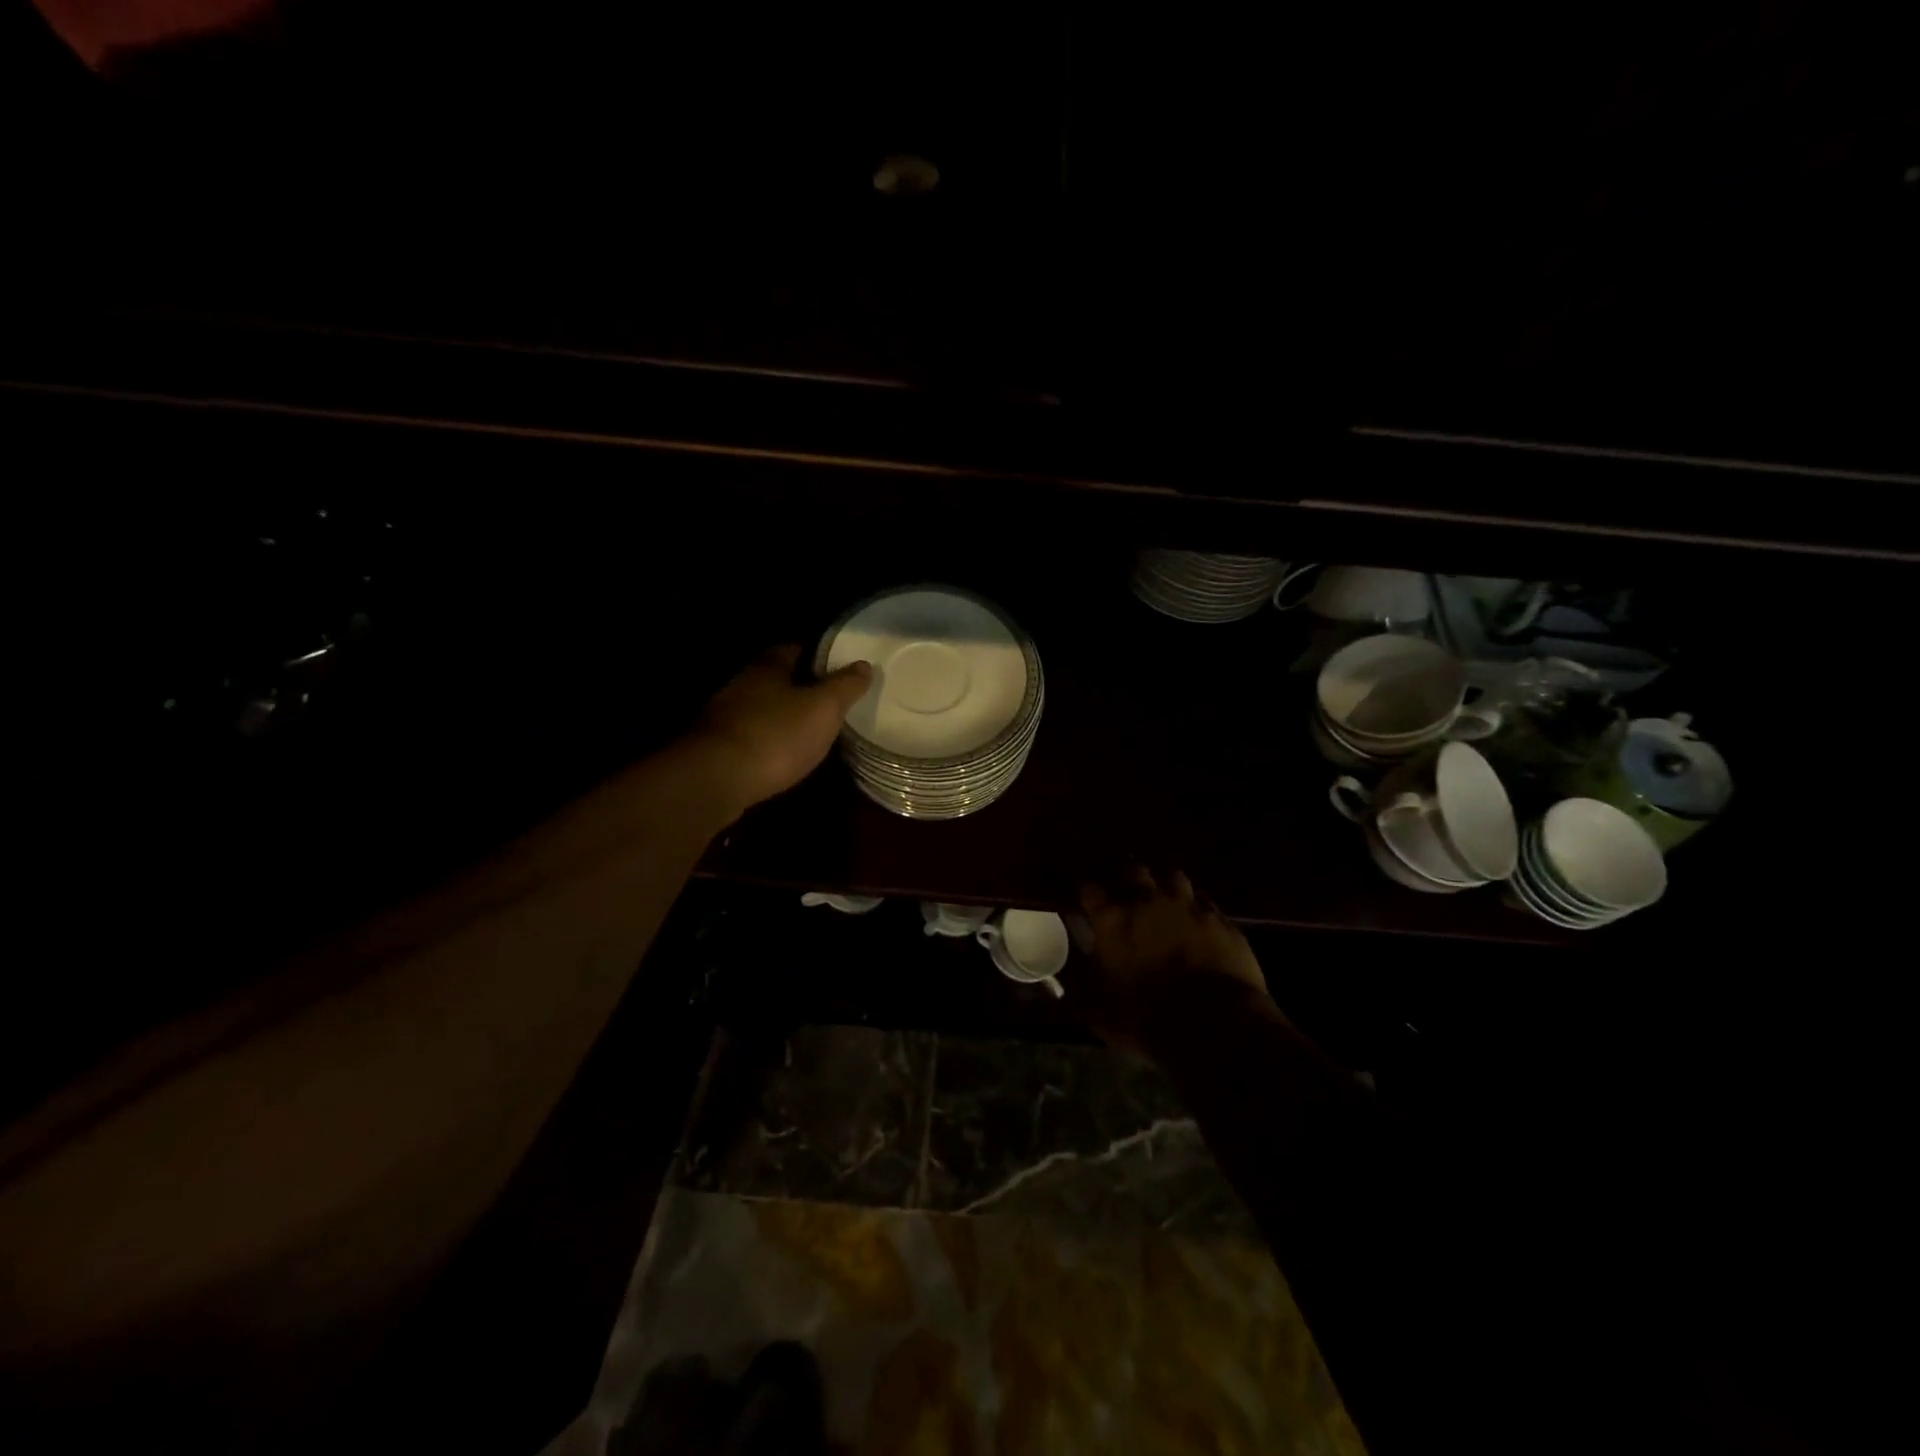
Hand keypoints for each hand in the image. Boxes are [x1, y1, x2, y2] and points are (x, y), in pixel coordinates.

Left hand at [690, 646, 872, 821]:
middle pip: (775, 679)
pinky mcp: (716, 748)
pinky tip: (780, 757)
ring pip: (760, 709)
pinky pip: (749, 737)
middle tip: (827, 702)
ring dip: (780, 717)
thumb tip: (865, 665)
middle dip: (798, 688)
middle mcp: (741, 684)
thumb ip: (845, 686)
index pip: (794, 649)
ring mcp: (724, 717)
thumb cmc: (776, 735)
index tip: (838, 669)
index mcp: (767, 667)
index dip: (817, 657)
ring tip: (809, 732)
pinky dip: (766, 742)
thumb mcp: (823, 709)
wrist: (716, 779)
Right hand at [1078, 866, 1272, 1051]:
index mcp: (1111, 919)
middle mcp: (1147, 901)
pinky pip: (1205, 902)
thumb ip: (1078, 989)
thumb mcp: (1097, 1010)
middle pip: (1131, 869)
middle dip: (1124, 874)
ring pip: (1172, 876)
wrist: (1214, 1024)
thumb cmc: (1144, 1018)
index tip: (1085, 899)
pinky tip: (1197, 920)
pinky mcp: (1220, 920)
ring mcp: (1187, 906)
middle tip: (1123, 888)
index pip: (1089, 888)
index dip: (1086, 890)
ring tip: (1162, 897)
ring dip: (1164, 884)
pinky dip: (1196, 907)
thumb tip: (1059, 986)